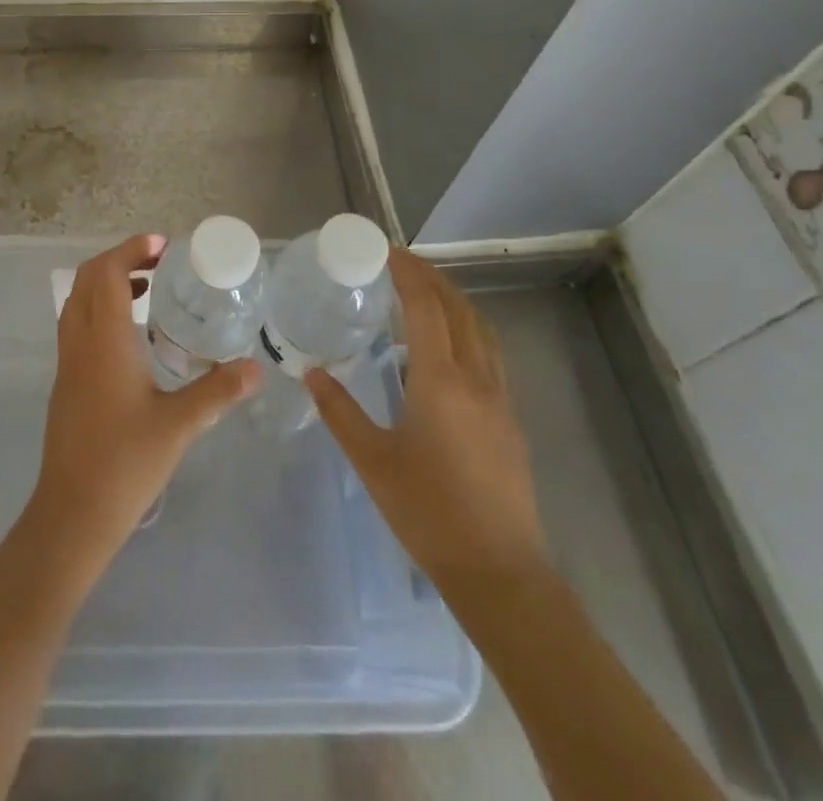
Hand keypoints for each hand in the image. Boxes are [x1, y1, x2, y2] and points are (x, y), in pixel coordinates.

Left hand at [28, 234, 261, 569]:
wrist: (73, 513)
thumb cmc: (125, 463)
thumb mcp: (179, 425)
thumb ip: (217, 390)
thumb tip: (256, 367)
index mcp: (104, 341)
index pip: (107, 273)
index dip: (132, 250)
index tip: (163, 245)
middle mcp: (79, 342)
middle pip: (87, 279)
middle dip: (120, 258)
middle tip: (159, 260)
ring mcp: (67, 361)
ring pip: (78, 301)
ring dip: (107, 282)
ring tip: (149, 287)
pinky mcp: (66, 381)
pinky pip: (77, 324)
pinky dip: (99, 308)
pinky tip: (131, 334)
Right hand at [307, 248, 546, 586]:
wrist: (499, 571)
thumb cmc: (428, 512)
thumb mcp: (372, 460)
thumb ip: (340, 411)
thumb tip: (312, 372)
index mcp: (441, 381)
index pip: (426, 307)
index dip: (407, 272)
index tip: (386, 250)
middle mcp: (476, 378)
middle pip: (459, 309)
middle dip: (432, 277)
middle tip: (401, 261)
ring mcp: (500, 398)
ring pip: (482, 329)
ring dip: (455, 300)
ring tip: (426, 291)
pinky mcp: (510, 419)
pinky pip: (491, 353)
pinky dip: (469, 328)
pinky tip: (450, 345)